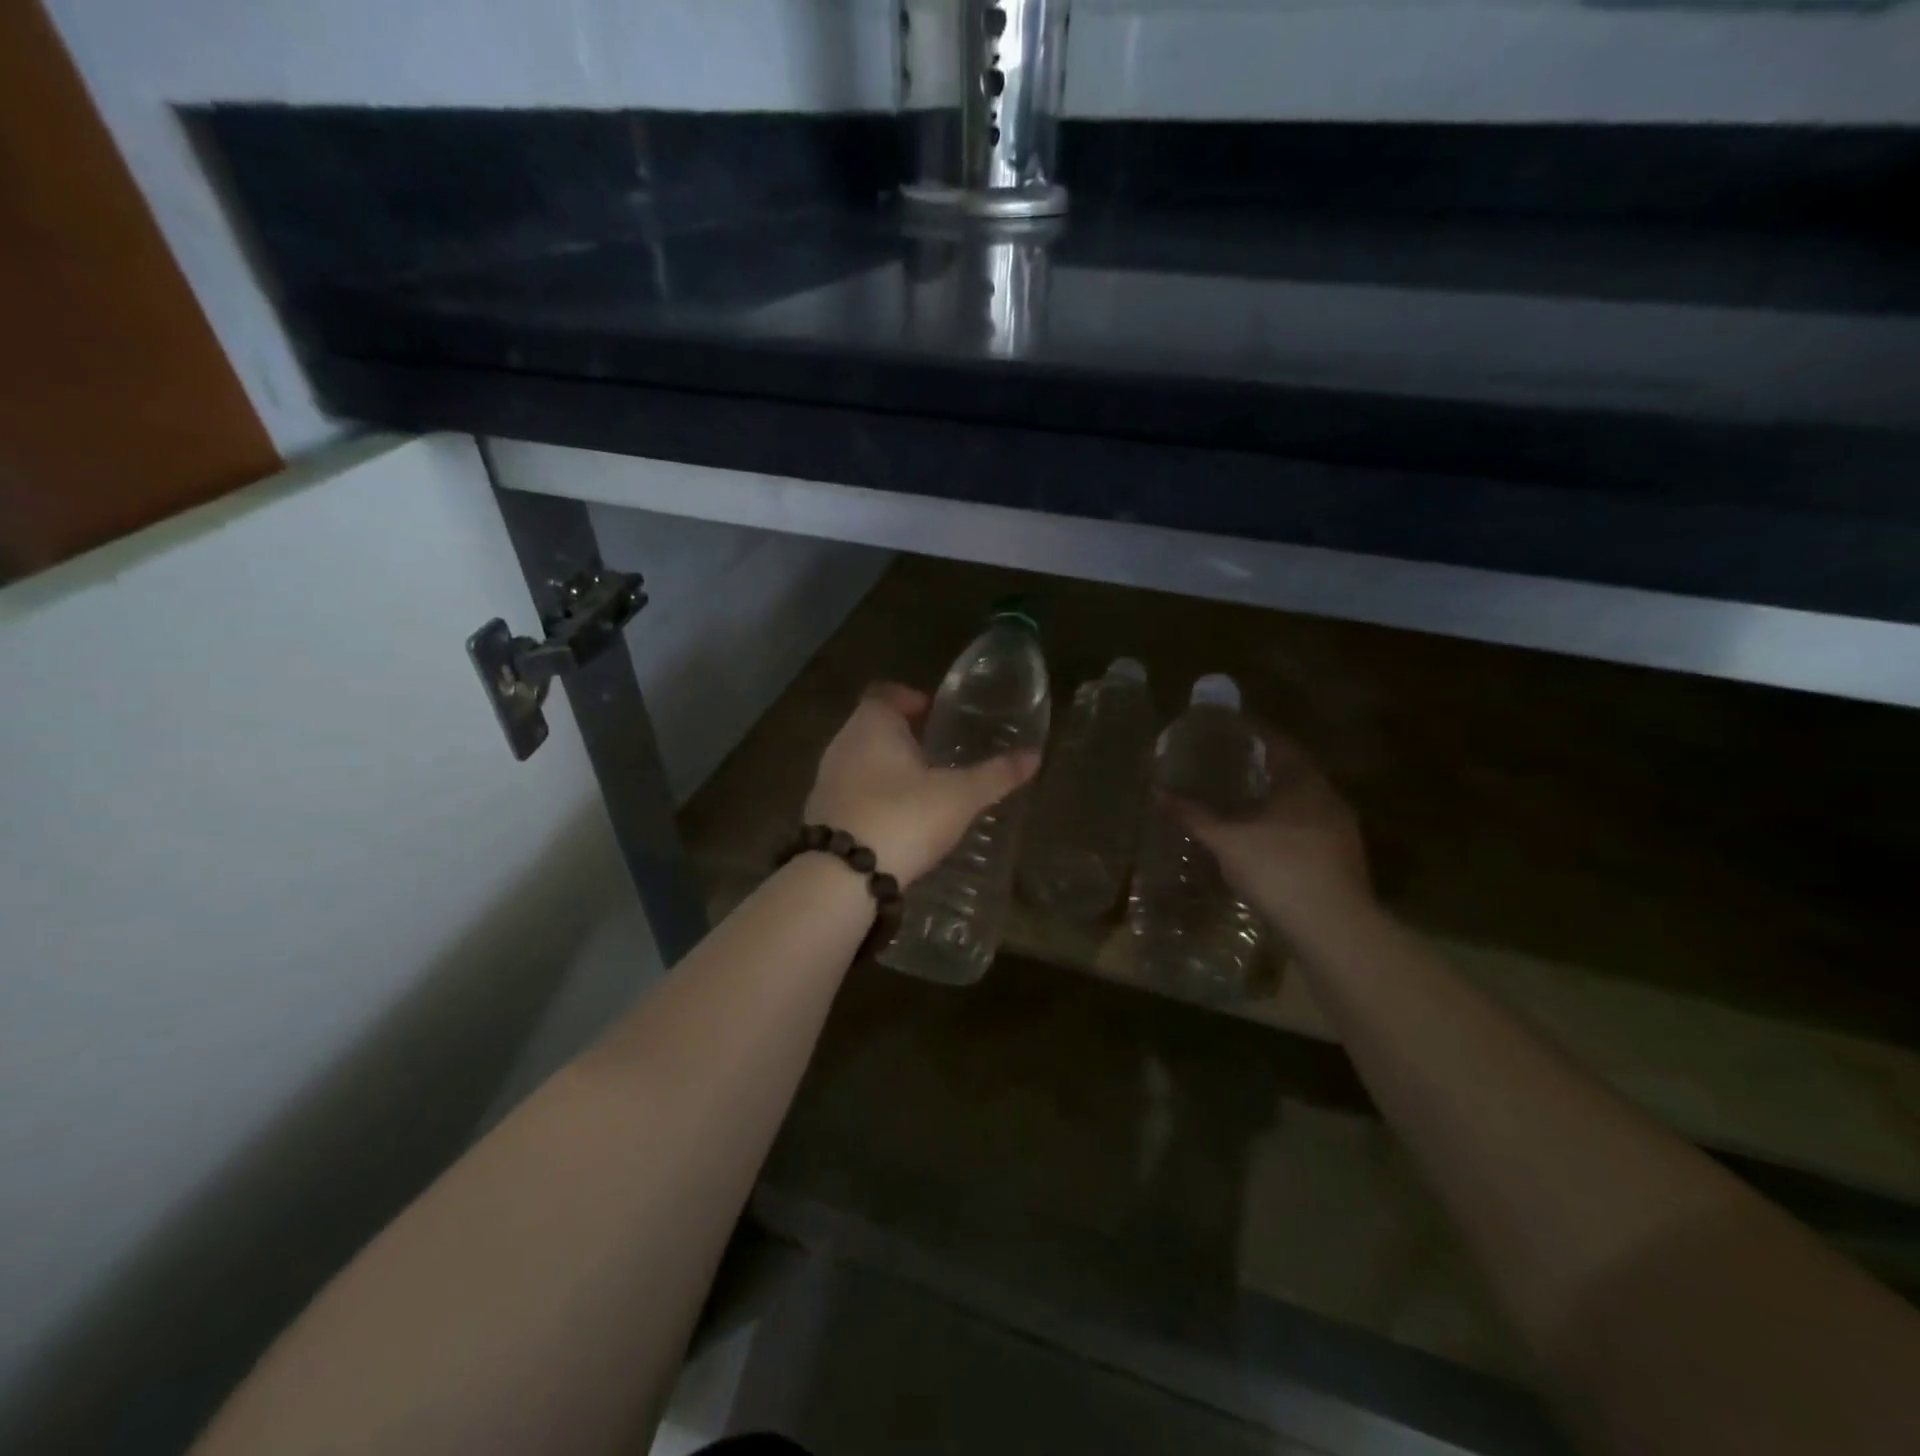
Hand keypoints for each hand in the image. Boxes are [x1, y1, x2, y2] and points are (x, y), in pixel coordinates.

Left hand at [803, 683, 1040, 886]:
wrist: (842, 875)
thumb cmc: (904, 817)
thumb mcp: (959, 796)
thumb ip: (996, 774)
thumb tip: (1034, 755)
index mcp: (873, 724)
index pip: (886, 693)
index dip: (911, 699)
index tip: (935, 713)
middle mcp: (843, 743)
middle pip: (872, 726)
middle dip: (902, 735)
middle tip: (937, 753)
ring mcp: (826, 779)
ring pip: (860, 760)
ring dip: (886, 767)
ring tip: (921, 788)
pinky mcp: (819, 813)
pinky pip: (851, 792)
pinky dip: (872, 796)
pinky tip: (896, 820)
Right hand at [1163, 725, 1372, 936]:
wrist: (1332, 929)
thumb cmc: (1278, 869)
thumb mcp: (1226, 840)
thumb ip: (1193, 814)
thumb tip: (1156, 790)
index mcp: (1305, 784)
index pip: (1280, 746)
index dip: (1254, 736)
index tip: (1229, 731)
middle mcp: (1329, 801)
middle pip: (1293, 774)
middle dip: (1262, 770)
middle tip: (1227, 766)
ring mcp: (1340, 833)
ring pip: (1302, 805)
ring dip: (1274, 801)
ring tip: (1239, 802)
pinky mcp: (1341, 862)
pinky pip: (1307, 831)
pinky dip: (1283, 828)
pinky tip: (1260, 841)